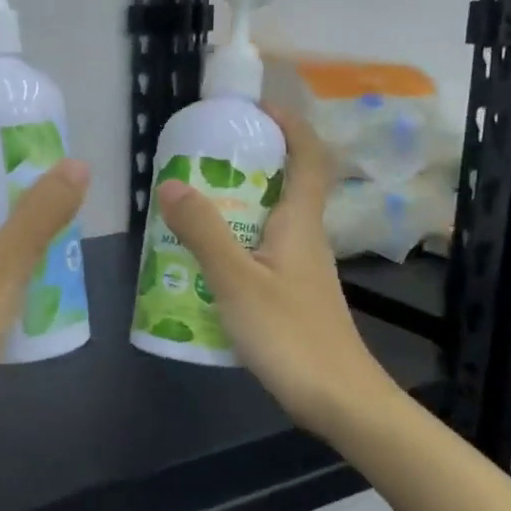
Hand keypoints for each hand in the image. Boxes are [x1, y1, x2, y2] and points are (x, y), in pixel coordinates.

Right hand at [154, 107, 399, 437]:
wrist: (339, 401)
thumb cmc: (291, 335)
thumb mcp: (238, 281)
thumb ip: (204, 232)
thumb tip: (172, 183)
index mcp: (300, 223)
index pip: (309, 157)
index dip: (289, 125)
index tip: (254, 110)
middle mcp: (305, 238)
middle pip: (286, 184)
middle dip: (248, 163)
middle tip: (201, 160)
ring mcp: (301, 269)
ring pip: (270, 220)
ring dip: (236, 205)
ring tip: (190, 207)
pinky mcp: (292, 295)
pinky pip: (261, 251)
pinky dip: (234, 242)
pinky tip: (203, 262)